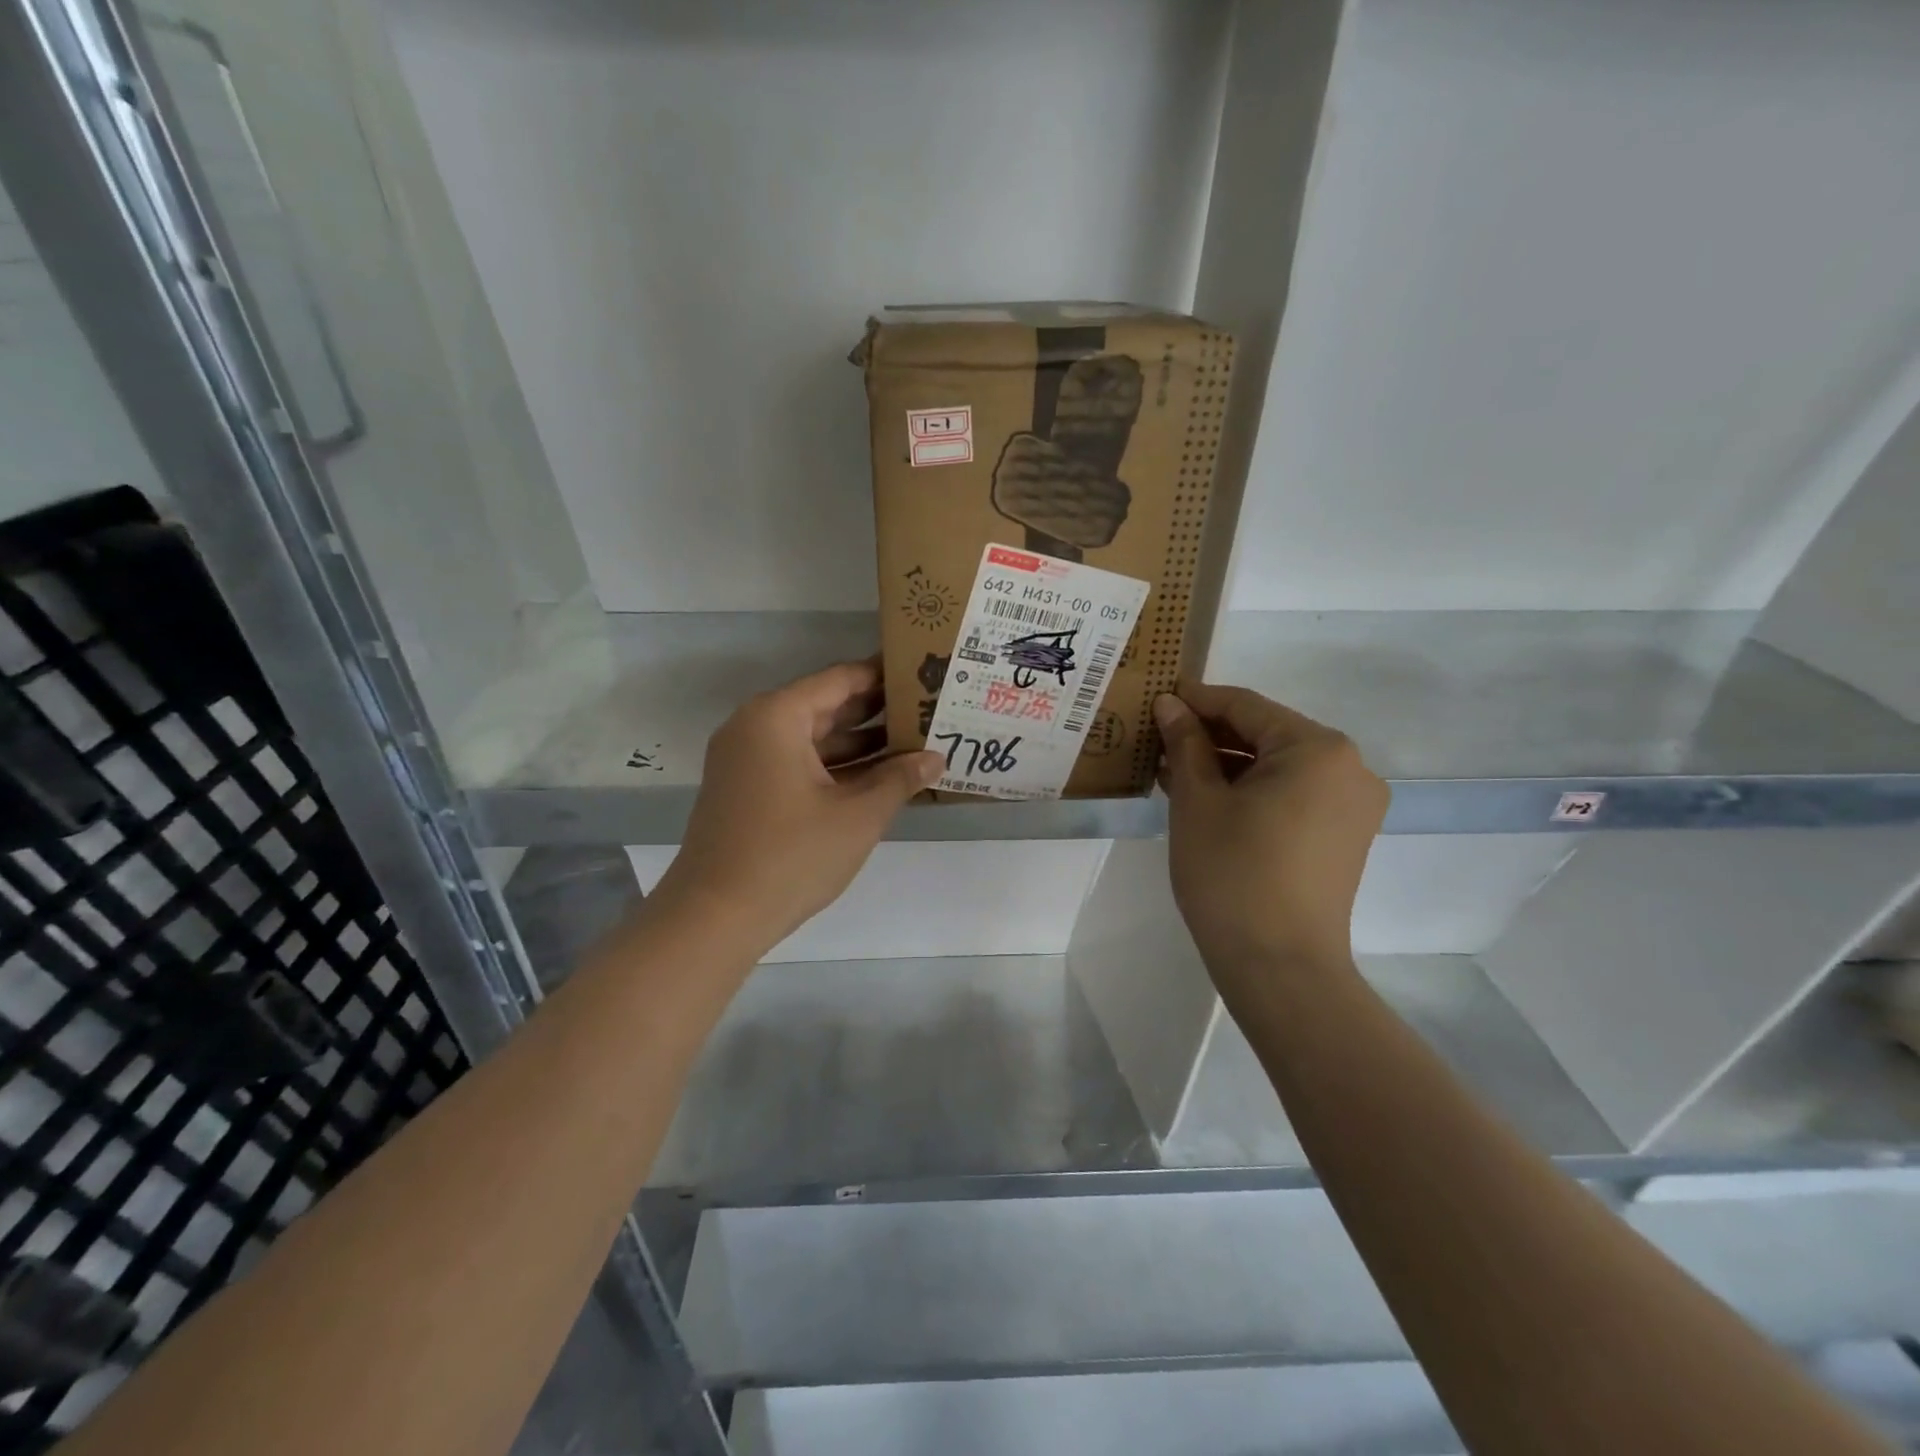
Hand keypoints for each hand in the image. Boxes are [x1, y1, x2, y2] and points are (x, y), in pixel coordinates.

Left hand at [653, 660, 942, 954]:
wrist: (715, 917)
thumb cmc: (791, 856)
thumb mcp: (857, 815)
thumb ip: (900, 779)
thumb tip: (936, 757)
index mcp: (777, 717)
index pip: (840, 680)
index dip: (884, 676)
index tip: (923, 671)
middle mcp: (756, 727)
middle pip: (826, 707)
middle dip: (877, 712)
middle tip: (927, 709)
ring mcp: (747, 760)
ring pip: (813, 739)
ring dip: (860, 744)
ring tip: (915, 743)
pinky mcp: (748, 789)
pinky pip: (799, 764)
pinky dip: (836, 768)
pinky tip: (879, 778)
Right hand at [1155, 683, 1387, 985]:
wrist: (1279, 966)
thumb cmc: (1232, 873)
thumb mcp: (1198, 801)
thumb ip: (1185, 743)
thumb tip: (1170, 704)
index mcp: (1318, 749)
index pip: (1247, 707)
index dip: (1197, 699)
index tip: (1157, 695)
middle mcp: (1349, 767)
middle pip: (1267, 734)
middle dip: (1211, 734)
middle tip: (1159, 736)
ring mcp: (1351, 805)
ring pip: (1278, 766)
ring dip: (1228, 764)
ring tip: (1172, 769)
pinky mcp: (1344, 835)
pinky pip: (1292, 794)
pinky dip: (1251, 790)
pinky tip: (1206, 796)